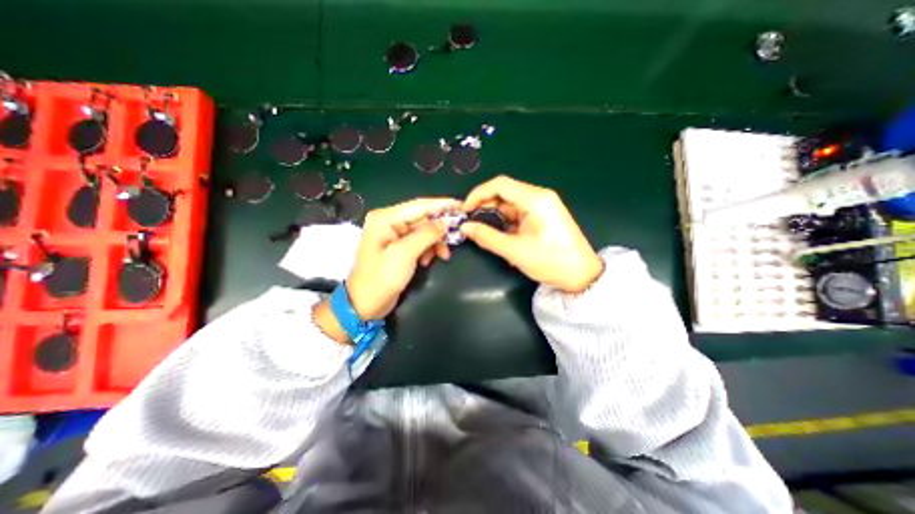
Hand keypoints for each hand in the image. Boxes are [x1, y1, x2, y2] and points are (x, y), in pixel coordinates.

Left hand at [345, 197, 457, 321]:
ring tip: (444, 255)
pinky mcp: (398, 247)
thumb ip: (426, 235)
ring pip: (423, 231)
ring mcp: (393, 235)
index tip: (461, 205)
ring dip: (435, 242)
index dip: (441, 205)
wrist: (365, 304)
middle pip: (422, 219)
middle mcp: (389, 222)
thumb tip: (445, 223)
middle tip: (457, 236)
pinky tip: (429, 260)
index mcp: (385, 218)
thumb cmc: (381, 277)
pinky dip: (427, 249)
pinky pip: (418, 242)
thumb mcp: (405, 254)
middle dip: (439, 229)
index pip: (419, 206)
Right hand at [461, 176, 605, 292]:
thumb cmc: (550, 262)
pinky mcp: (544, 215)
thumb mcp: (514, 250)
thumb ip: (486, 237)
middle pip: (504, 192)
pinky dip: (506, 221)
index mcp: (535, 199)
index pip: (499, 184)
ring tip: (484, 232)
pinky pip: (519, 212)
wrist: (582, 276)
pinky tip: (501, 235)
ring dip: (495, 215)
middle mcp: (540, 196)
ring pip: (510, 203)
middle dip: (485, 206)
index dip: (478, 194)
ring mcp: (543, 205)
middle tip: (472, 223)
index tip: (466, 210)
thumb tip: (465, 227)